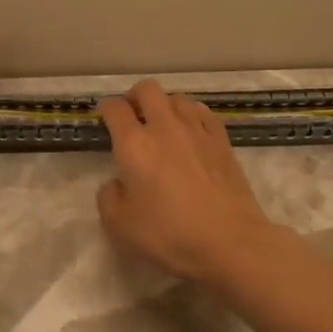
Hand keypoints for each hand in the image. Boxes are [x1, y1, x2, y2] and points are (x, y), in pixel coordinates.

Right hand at [96, 80, 279, 281]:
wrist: (229, 241)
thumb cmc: (168, 234)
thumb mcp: (119, 225)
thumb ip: (109, 197)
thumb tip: (117, 183)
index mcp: (134, 144)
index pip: (115, 108)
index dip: (105, 108)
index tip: (103, 116)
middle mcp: (165, 127)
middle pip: (148, 90)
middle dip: (134, 97)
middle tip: (131, 116)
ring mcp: (197, 131)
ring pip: (178, 98)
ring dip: (164, 105)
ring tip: (162, 124)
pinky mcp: (222, 141)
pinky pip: (203, 113)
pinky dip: (192, 115)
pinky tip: (191, 131)